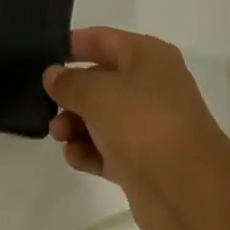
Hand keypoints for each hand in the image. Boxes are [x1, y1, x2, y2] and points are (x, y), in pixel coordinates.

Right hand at [43, 27, 229, 229]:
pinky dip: (88, 151)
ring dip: (75, 124)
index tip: (40, 55)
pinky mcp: (141, 162)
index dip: (73, 44)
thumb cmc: (143, 123)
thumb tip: (53, 75)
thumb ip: (70, 82)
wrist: (188, 191)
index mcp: (147, 56)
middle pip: (99, 79)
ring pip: (100, 117)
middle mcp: (149, 85)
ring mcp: (146, 125)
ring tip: (58, 134)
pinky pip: (106, 149)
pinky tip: (74, 157)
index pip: (102, 39)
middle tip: (42, 103)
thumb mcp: (98, 93)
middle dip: (70, 91)